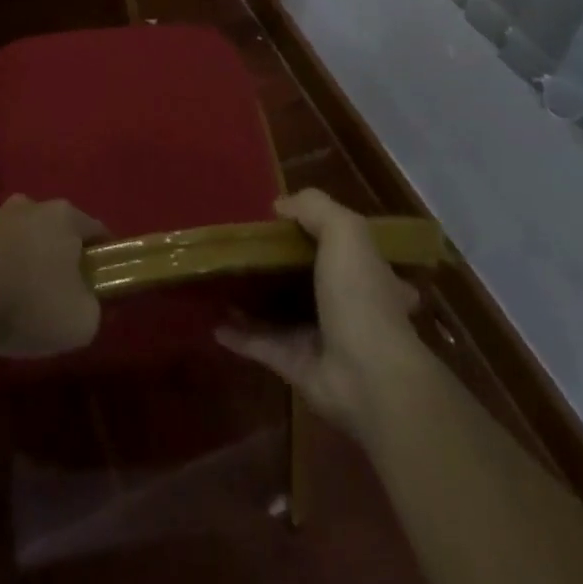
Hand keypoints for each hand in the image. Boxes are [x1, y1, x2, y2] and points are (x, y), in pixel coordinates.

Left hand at [0, 195, 107, 357]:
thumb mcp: (80, 322)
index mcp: (64, 216)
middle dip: (59, 255)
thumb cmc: (26, 303)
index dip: (103, 257)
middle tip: (58, 292)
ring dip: (21, 259)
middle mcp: (29, 205)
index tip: (102, 283)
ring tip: (17, 298)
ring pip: (18, 236)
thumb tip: (93, 304)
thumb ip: (96, 309)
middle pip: (55, 229)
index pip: (96, 231)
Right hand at [216, 189, 421, 436]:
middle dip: (283, 268)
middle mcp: (349, 306)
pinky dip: (239, 335)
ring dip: (255, 299)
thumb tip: (280, 205)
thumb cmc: (361, 295)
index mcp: (369, 274)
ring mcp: (322, 338)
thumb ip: (314, 208)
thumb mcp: (345, 231)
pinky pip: (261, 345)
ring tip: (223, 279)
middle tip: (248, 249)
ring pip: (282, 313)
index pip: (351, 250)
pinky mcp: (296, 366)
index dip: (325, 234)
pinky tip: (213, 321)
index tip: (290, 222)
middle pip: (311, 280)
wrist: (367, 378)